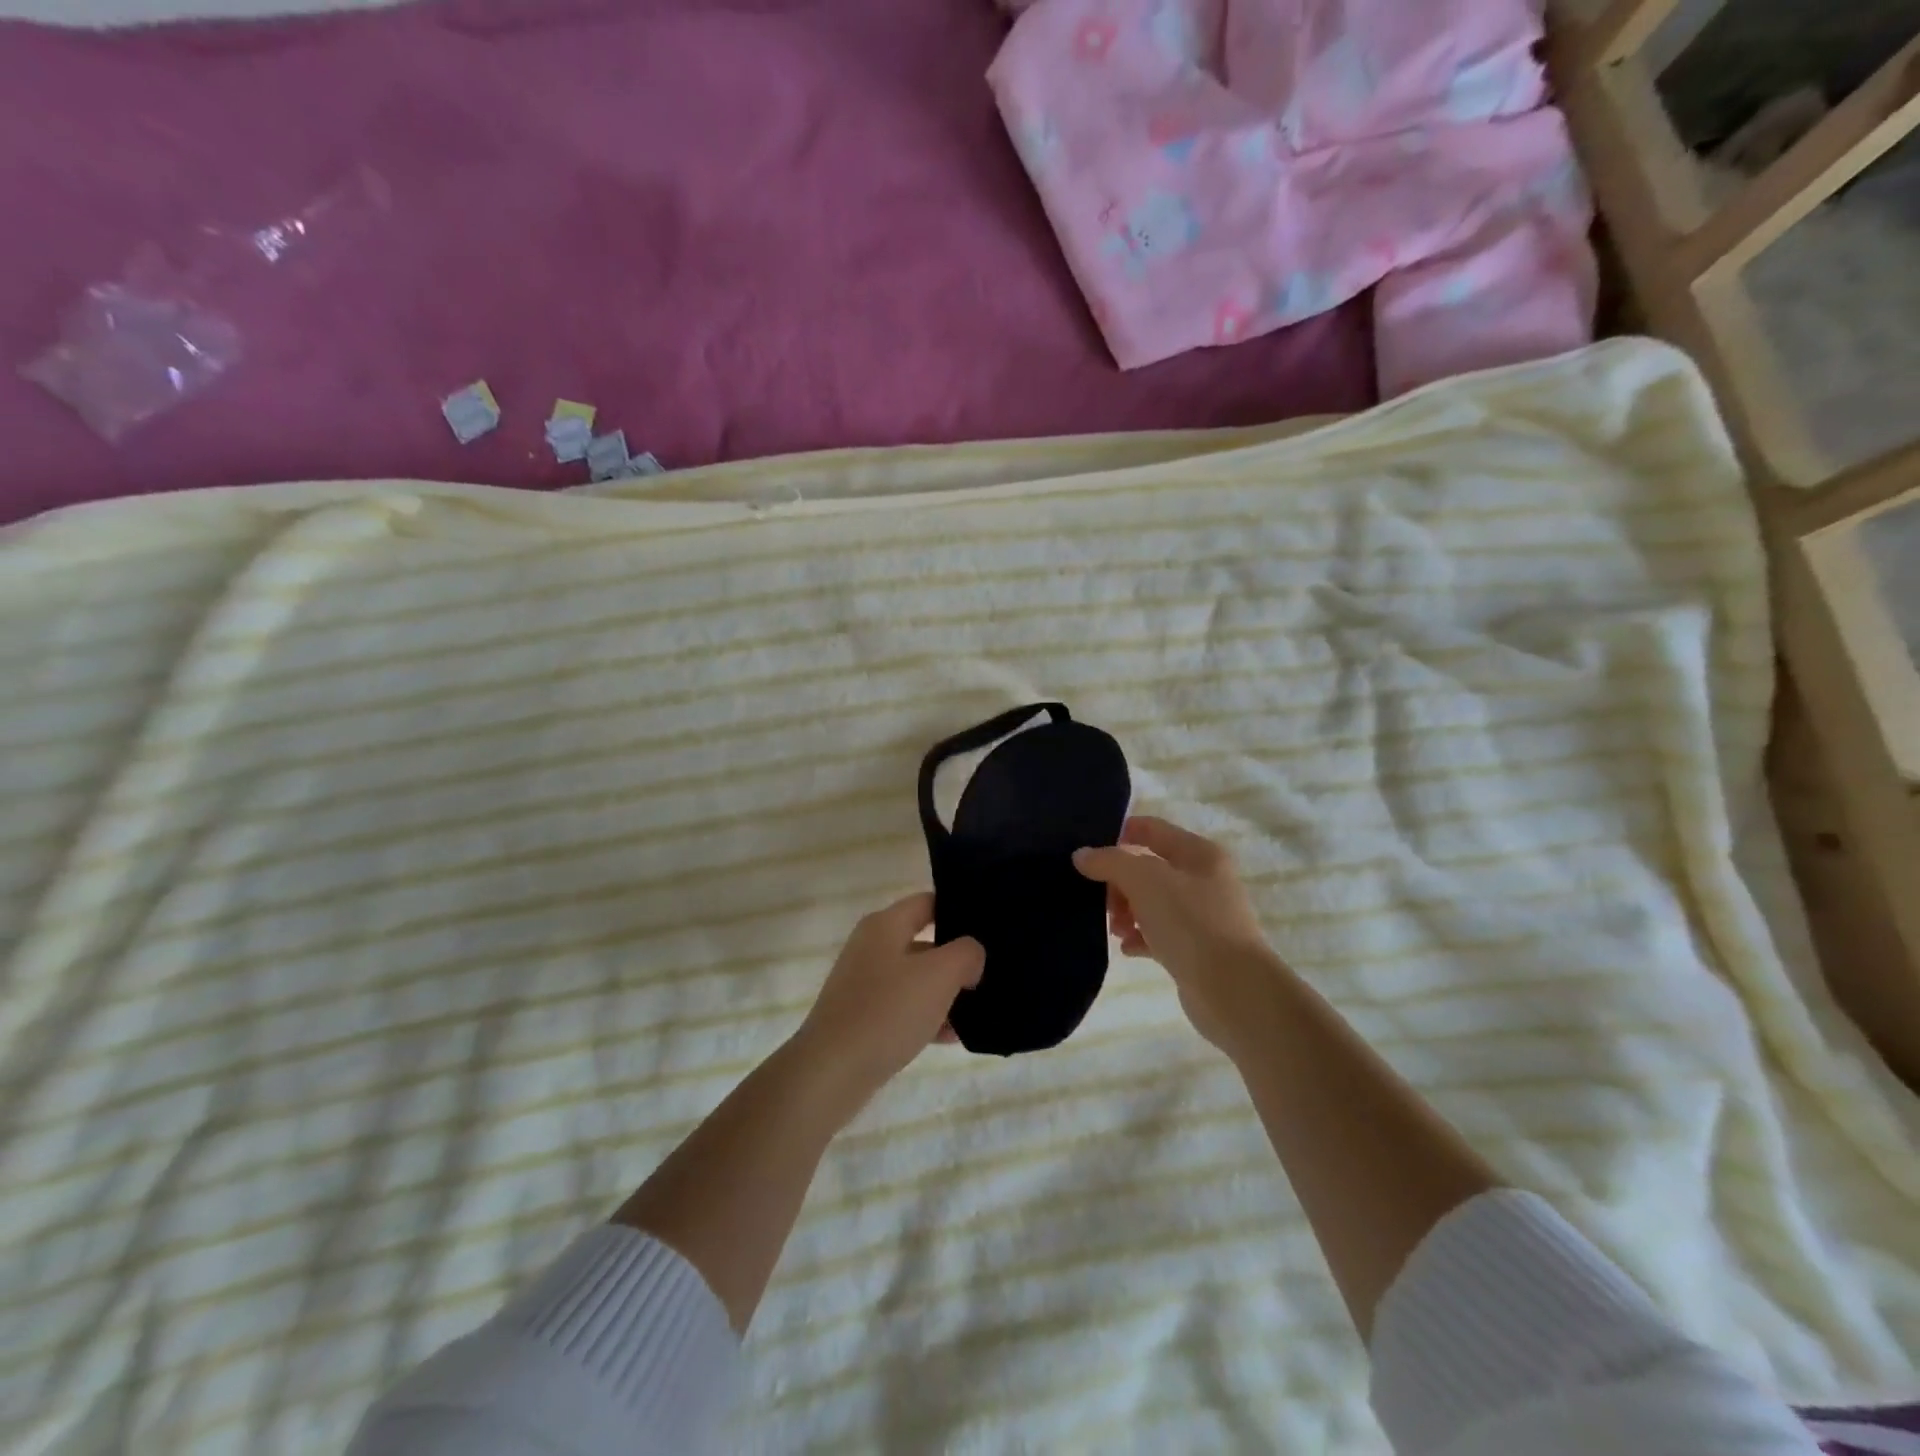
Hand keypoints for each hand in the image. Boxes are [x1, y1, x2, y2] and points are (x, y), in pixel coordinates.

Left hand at [793, 892, 983, 1106]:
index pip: (928, 902)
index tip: (990, 928)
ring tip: (979, 1010)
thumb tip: (972, 954)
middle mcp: (871, 948)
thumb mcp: (939, 975)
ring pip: (916, 979)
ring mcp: (864, 984)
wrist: (832, 1072)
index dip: (959, 910)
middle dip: (957, 959)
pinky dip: (927, 1018)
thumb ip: (966, 954)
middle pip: (924, 942)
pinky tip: (953, 1037)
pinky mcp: (861, 1018)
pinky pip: (903, 1009)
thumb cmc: (888, 1011)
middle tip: (990, 973)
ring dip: (945, 993)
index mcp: (884, 925)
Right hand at [1073, 816, 1285, 1051]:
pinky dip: (1139, 937)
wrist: (1233, 991)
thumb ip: (1110, 862)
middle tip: (1101, 901)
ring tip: (1114, 929)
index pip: (1151, 829)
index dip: (1119, 834)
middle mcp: (1204, 880)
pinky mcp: (1196, 949)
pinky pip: (1158, 934)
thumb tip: (1082, 855)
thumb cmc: (1191, 923)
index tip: (1087, 852)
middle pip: (1147, 868)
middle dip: (1118, 882)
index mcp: (1199, 853)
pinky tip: (1126, 948)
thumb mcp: (1145, 881)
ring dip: (1126, 911)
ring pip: (1151, 902)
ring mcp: (1202, 916)